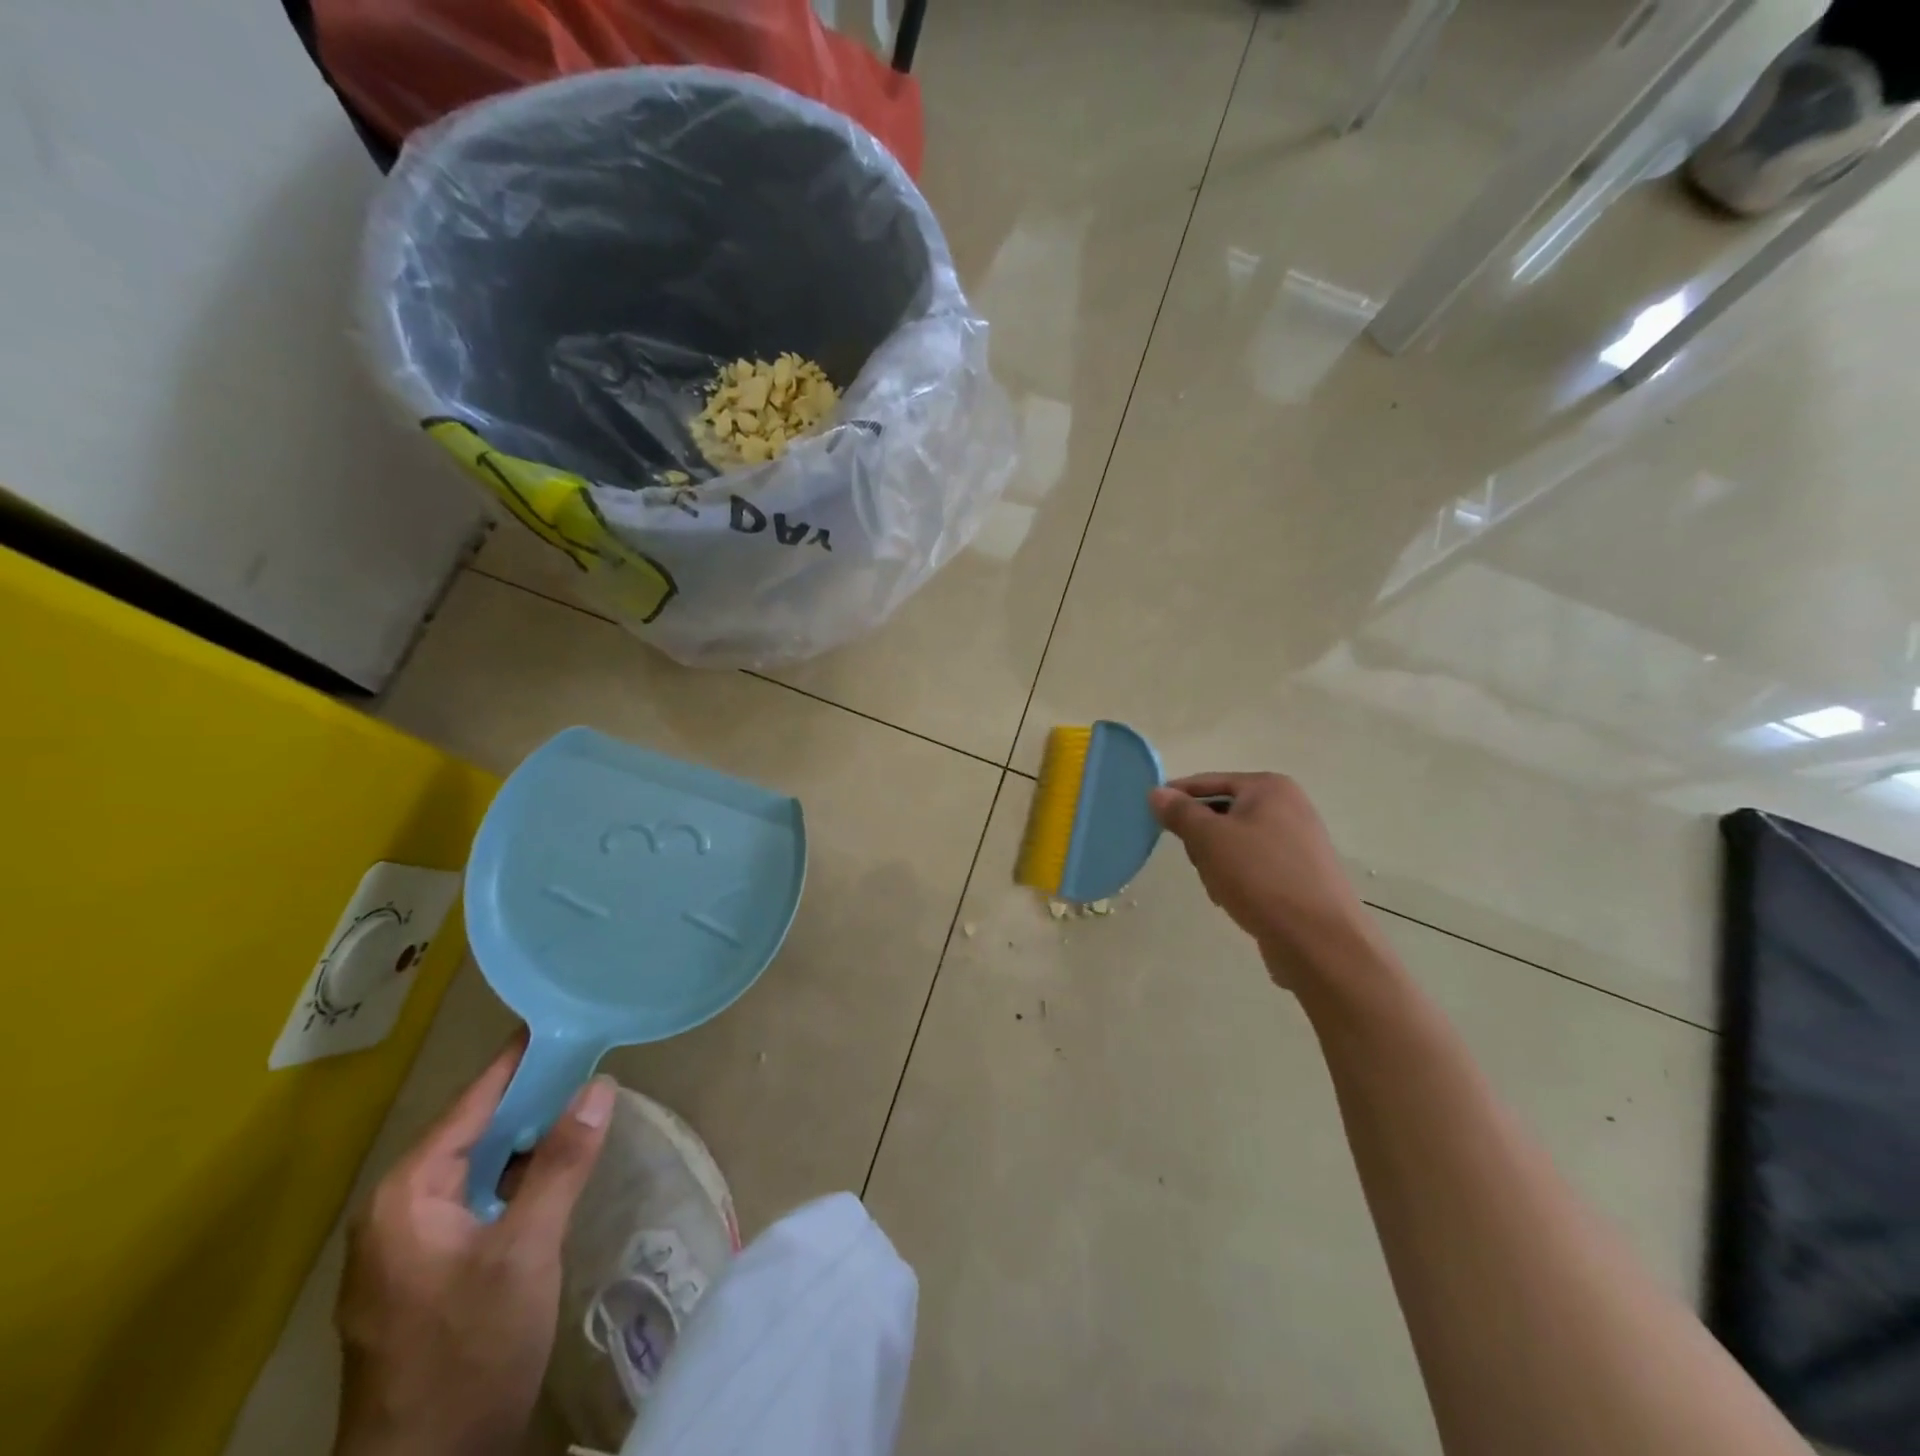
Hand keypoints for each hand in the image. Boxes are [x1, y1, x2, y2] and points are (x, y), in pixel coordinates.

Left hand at [333, 1041, 614, 1455]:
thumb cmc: (469, 1352)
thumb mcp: (526, 1252)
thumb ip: (561, 1163)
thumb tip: (599, 1086)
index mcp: (406, 1195)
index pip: (471, 1103)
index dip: (518, 1061)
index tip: (561, 1020)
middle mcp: (396, 1211)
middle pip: (472, 1132)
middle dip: (529, 1097)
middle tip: (587, 1059)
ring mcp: (407, 1245)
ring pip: (475, 1167)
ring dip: (525, 1137)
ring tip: (579, 1101)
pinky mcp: (426, 1272)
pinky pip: (475, 1199)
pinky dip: (514, 1176)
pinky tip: (552, 1170)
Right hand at [1150, 772, 1380, 989]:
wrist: (1319, 940)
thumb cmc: (1260, 877)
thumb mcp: (1209, 839)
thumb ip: (1180, 812)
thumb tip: (1157, 793)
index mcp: (1269, 788)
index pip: (1209, 781)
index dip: (1178, 796)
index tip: (1150, 815)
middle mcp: (1288, 807)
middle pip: (1221, 813)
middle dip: (1201, 838)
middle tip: (1198, 861)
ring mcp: (1297, 842)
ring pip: (1233, 843)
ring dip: (1216, 863)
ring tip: (1220, 888)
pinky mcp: (1299, 875)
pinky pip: (1253, 866)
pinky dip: (1237, 879)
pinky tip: (1236, 901)